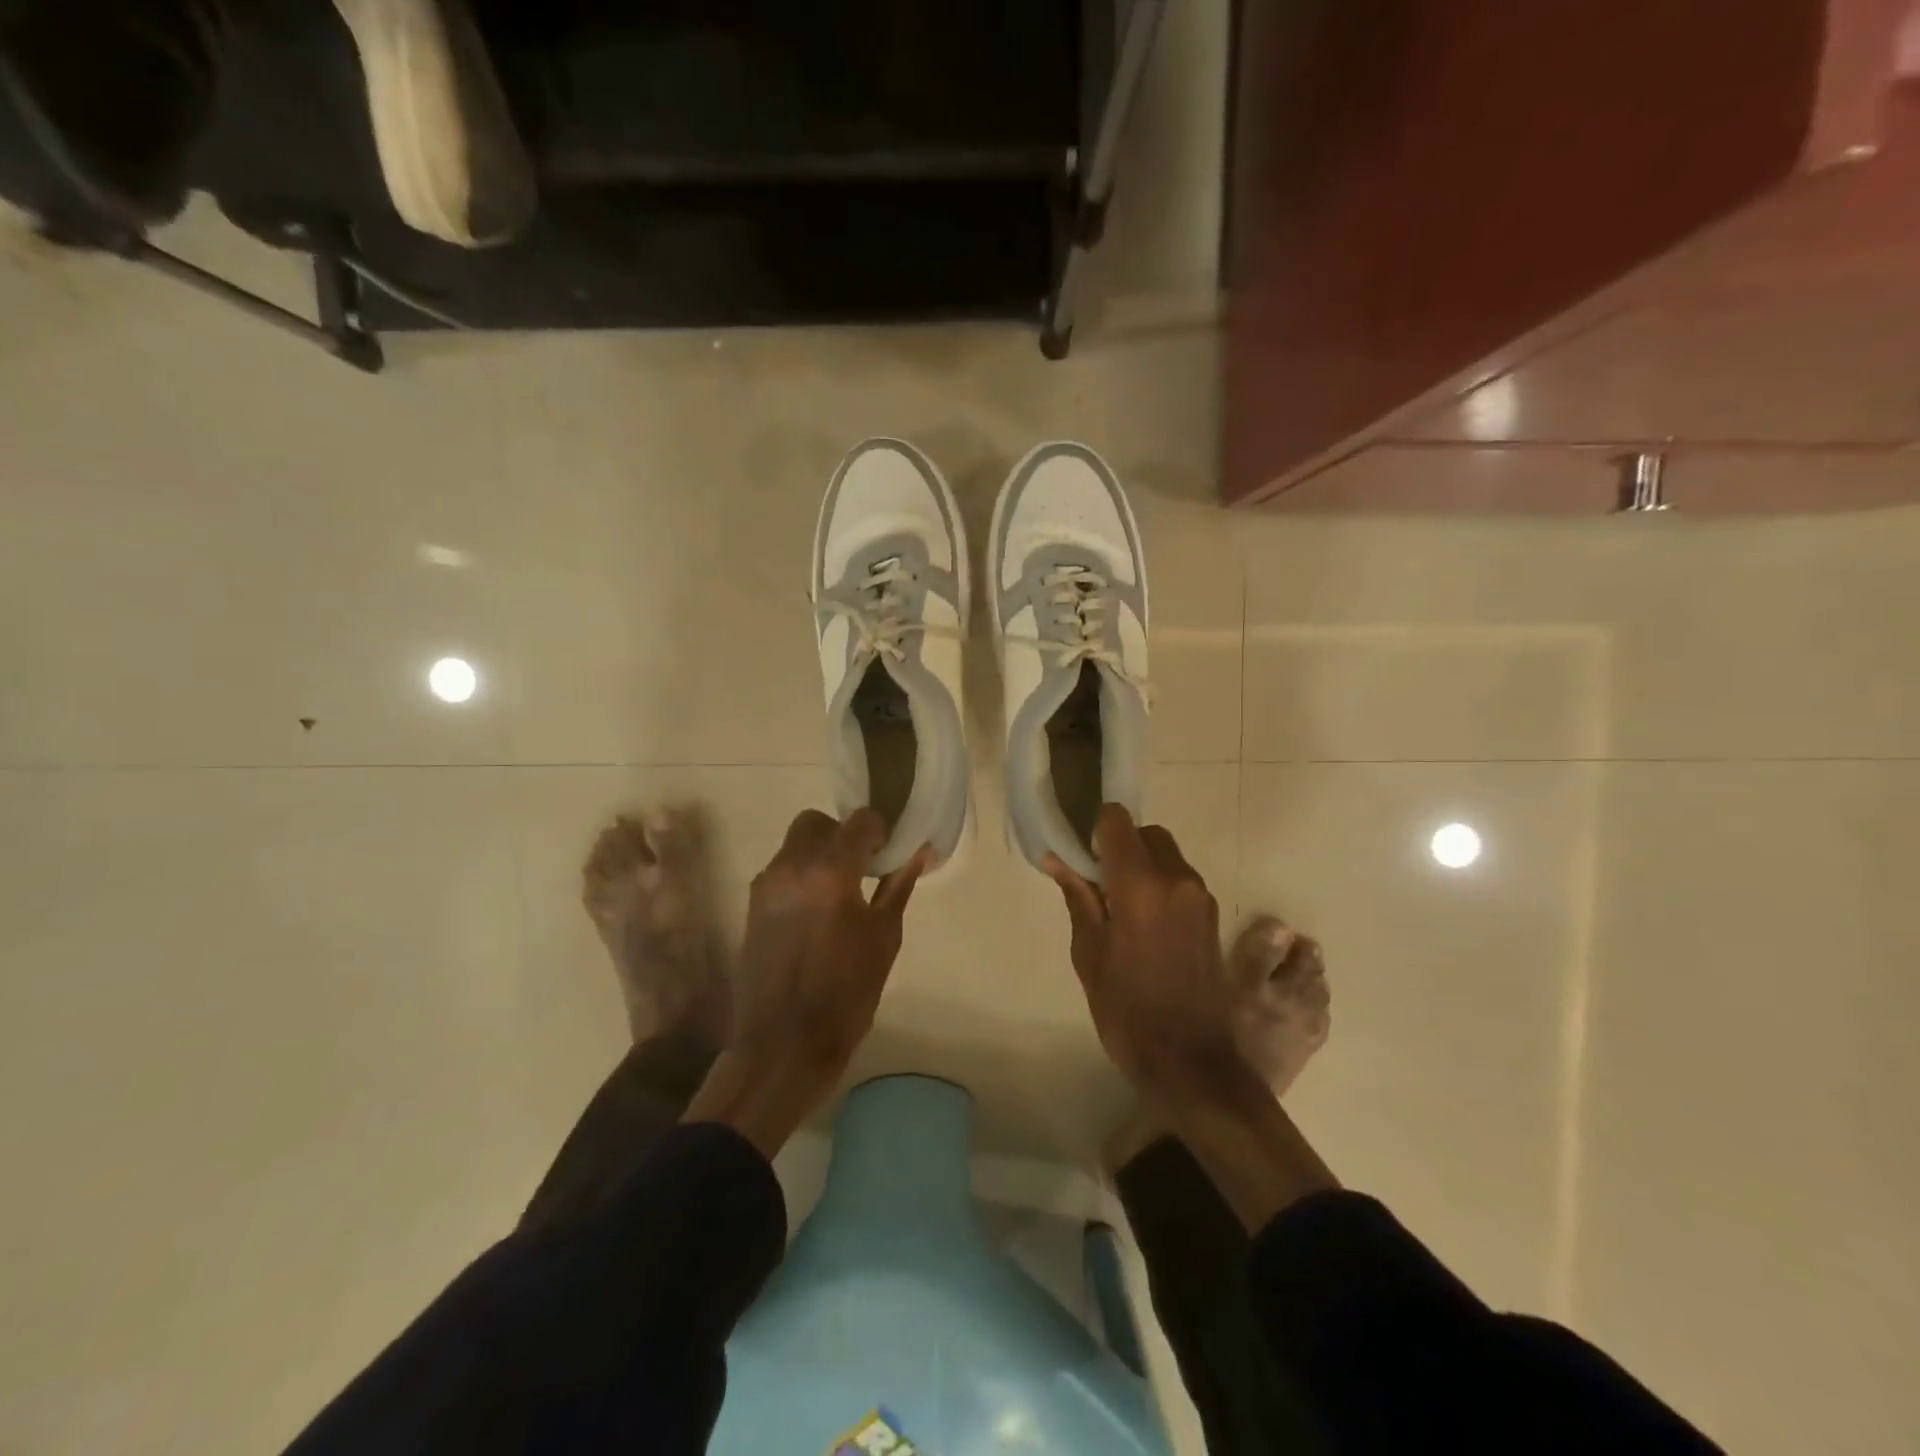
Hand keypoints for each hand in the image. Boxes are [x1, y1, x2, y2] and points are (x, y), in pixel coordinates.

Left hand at [683, 808, 927, 1155]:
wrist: (782, 1045)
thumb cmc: (846, 994)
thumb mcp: (884, 939)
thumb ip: (898, 887)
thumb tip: (919, 852)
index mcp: (831, 872)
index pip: (859, 821)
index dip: (878, 831)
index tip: (887, 854)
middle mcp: (792, 867)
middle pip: (817, 823)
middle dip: (842, 835)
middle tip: (862, 868)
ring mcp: (766, 885)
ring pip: (794, 844)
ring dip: (819, 854)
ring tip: (839, 893)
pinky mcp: (752, 904)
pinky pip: (781, 870)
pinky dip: (801, 875)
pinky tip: (816, 911)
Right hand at [1051, 804, 1338, 1229]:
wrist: (1191, 1063)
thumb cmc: (1128, 1012)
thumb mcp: (1089, 955)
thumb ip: (1078, 898)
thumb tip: (1057, 858)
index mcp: (1142, 886)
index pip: (1118, 821)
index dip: (1095, 831)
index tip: (1082, 860)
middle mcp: (1178, 879)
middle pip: (1146, 833)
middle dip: (1121, 847)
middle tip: (1099, 887)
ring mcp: (1201, 896)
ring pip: (1166, 854)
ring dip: (1142, 866)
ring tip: (1121, 911)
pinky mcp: (1212, 914)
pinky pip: (1180, 878)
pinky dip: (1159, 884)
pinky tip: (1144, 925)